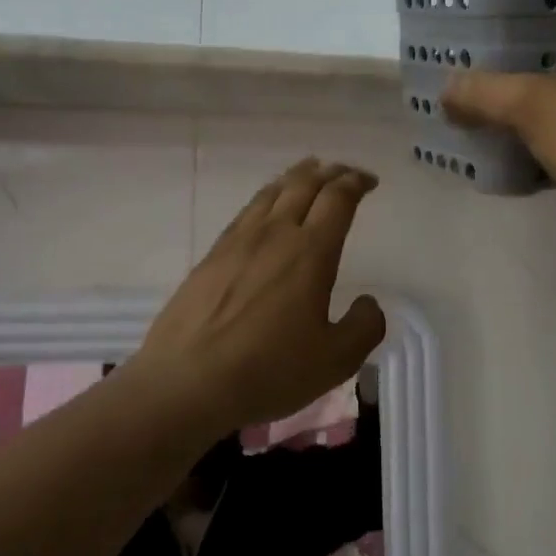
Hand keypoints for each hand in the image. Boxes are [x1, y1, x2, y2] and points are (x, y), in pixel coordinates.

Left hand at [134, 159, 386, 427]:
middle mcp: (275, 234)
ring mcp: (238, 241)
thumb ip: (364, 327)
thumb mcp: (335, 360)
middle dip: (330, 172)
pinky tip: (266, 209)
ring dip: (296, 177)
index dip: (356, 183)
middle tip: (344, 173)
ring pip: (271, 192)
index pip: (337, 199)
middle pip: (304, 184)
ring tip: (308, 173)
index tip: (369, 182)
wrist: (186, 382)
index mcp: (310, 251)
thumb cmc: (268, 370)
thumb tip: (368, 303)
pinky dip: (267, 197)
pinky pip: (246, 211)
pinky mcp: (212, 255)